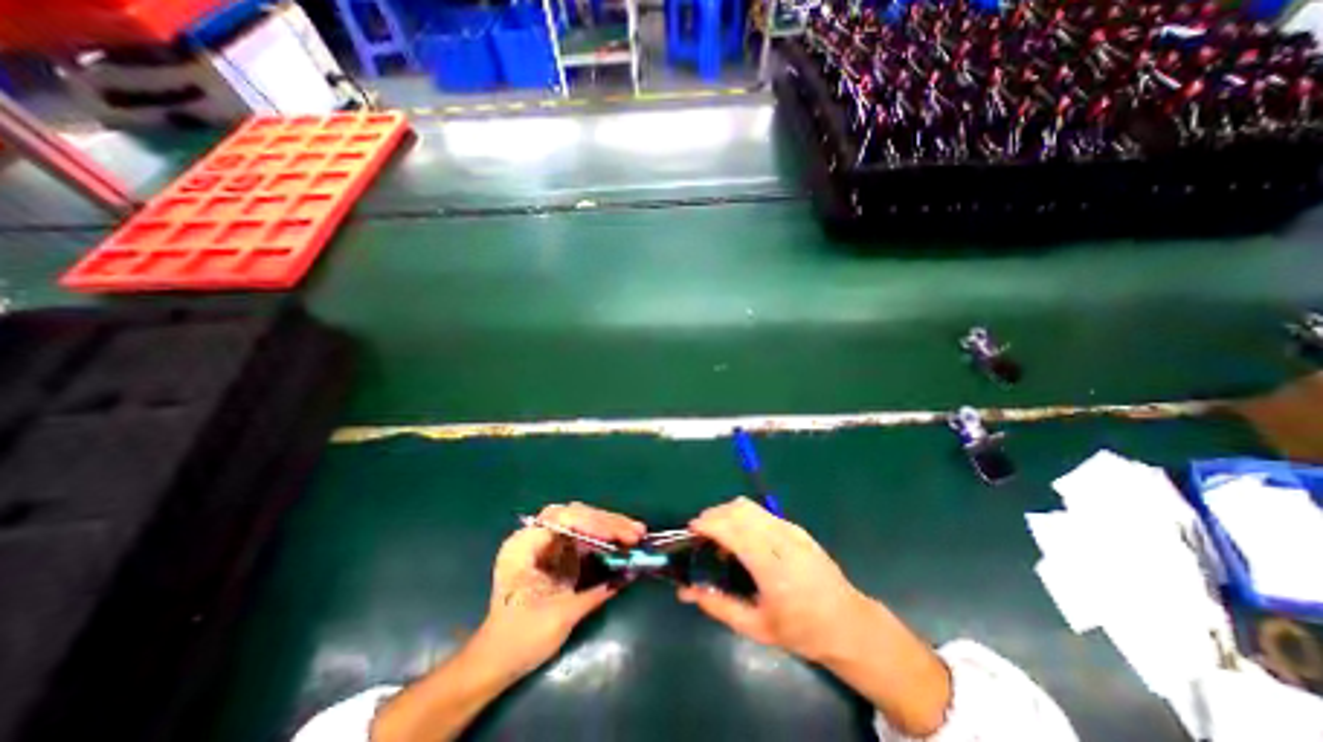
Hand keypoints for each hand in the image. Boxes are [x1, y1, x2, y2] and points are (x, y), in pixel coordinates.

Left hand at [480, 505, 649, 677]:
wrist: (496, 662)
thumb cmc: (520, 641)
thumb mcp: (560, 617)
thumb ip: (595, 593)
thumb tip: (629, 574)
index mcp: (524, 545)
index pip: (563, 519)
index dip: (593, 523)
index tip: (618, 536)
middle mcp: (536, 535)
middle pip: (576, 514)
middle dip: (608, 522)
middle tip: (636, 532)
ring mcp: (548, 542)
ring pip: (583, 521)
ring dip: (610, 526)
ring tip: (636, 533)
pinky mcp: (558, 552)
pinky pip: (584, 535)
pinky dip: (604, 537)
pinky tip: (622, 539)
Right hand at [676, 498, 874, 659]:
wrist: (848, 623)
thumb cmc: (801, 630)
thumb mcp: (757, 628)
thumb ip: (719, 606)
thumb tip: (688, 591)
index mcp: (771, 566)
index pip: (734, 529)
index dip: (709, 523)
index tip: (691, 530)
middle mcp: (781, 540)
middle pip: (739, 509)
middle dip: (714, 514)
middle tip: (701, 534)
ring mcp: (791, 530)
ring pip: (749, 506)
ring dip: (727, 512)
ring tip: (720, 535)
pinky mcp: (796, 528)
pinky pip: (761, 512)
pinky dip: (743, 516)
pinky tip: (743, 538)